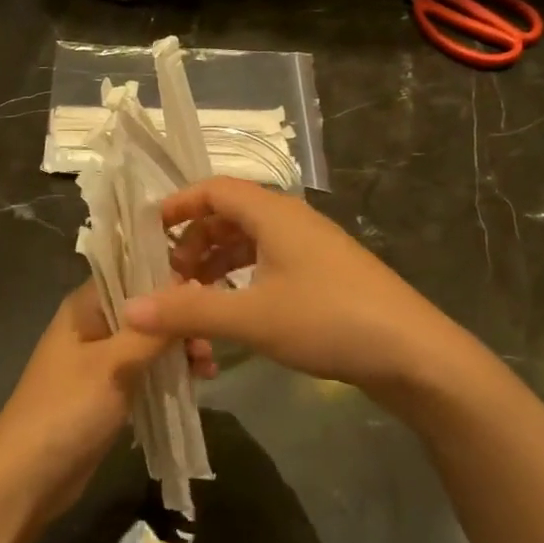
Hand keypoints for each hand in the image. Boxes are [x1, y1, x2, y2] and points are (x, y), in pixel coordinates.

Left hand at [0, 283, 211, 521]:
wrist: (27, 479)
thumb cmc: (67, 411)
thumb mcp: (114, 365)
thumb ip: (152, 330)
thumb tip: (188, 289)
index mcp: (84, 308)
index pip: (131, 273)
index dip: (169, 280)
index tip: (207, 294)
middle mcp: (92, 326)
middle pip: (145, 311)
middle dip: (179, 323)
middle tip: (210, 345)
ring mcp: (99, 361)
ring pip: (149, 343)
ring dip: (178, 351)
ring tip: (208, 369)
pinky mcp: (108, 392)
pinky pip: (145, 371)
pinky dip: (168, 374)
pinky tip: (196, 384)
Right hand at [119, 178, 461, 397]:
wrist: (413, 353)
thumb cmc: (328, 320)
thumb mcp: (251, 317)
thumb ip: (188, 310)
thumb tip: (130, 309)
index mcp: (274, 213)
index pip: (214, 189)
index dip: (178, 205)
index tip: (148, 233)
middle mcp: (292, 220)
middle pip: (230, 215)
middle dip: (194, 242)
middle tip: (170, 278)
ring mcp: (312, 247)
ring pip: (251, 242)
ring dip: (218, 263)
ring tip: (195, 297)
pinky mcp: (326, 274)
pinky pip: (271, 263)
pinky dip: (243, 278)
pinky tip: (235, 309)